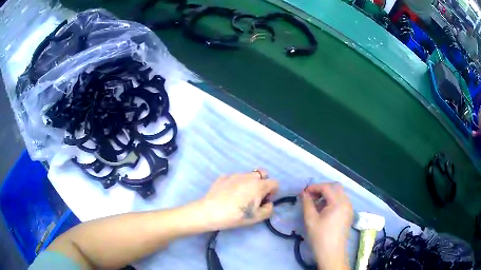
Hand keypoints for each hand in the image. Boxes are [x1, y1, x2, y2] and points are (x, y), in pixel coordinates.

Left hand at [200, 169, 278, 230]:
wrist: (211, 211)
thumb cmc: (236, 215)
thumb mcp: (257, 217)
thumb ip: (268, 209)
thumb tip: (268, 203)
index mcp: (259, 185)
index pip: (274, 183)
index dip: (272, 192)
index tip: (264, 200)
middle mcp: (249, 176)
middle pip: (262, 173)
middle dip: (262, 182)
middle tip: (255, 195)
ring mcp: (235, 174)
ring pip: (248, 175)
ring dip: (249, 182)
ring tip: (239, 196)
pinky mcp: (223, 176)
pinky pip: (235, 177)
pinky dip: (235, 183)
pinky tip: (228, 194)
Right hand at [302, 183, 352, 269]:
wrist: (332, 253)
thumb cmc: (320, 237)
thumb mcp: (311, 220)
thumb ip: (307, 203)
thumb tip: (304, 193)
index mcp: (338, 202)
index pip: (327, 187)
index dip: (314, 187)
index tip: (304, 192)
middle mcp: (347, 202)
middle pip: (336, 187)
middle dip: (323, 188)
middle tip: (311, 196)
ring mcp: (349, 208)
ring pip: (340, 193)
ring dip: (328, 194)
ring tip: (316, 203)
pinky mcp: (349, 214)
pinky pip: (342, 201)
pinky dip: (333, 200)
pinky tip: (324, 209)